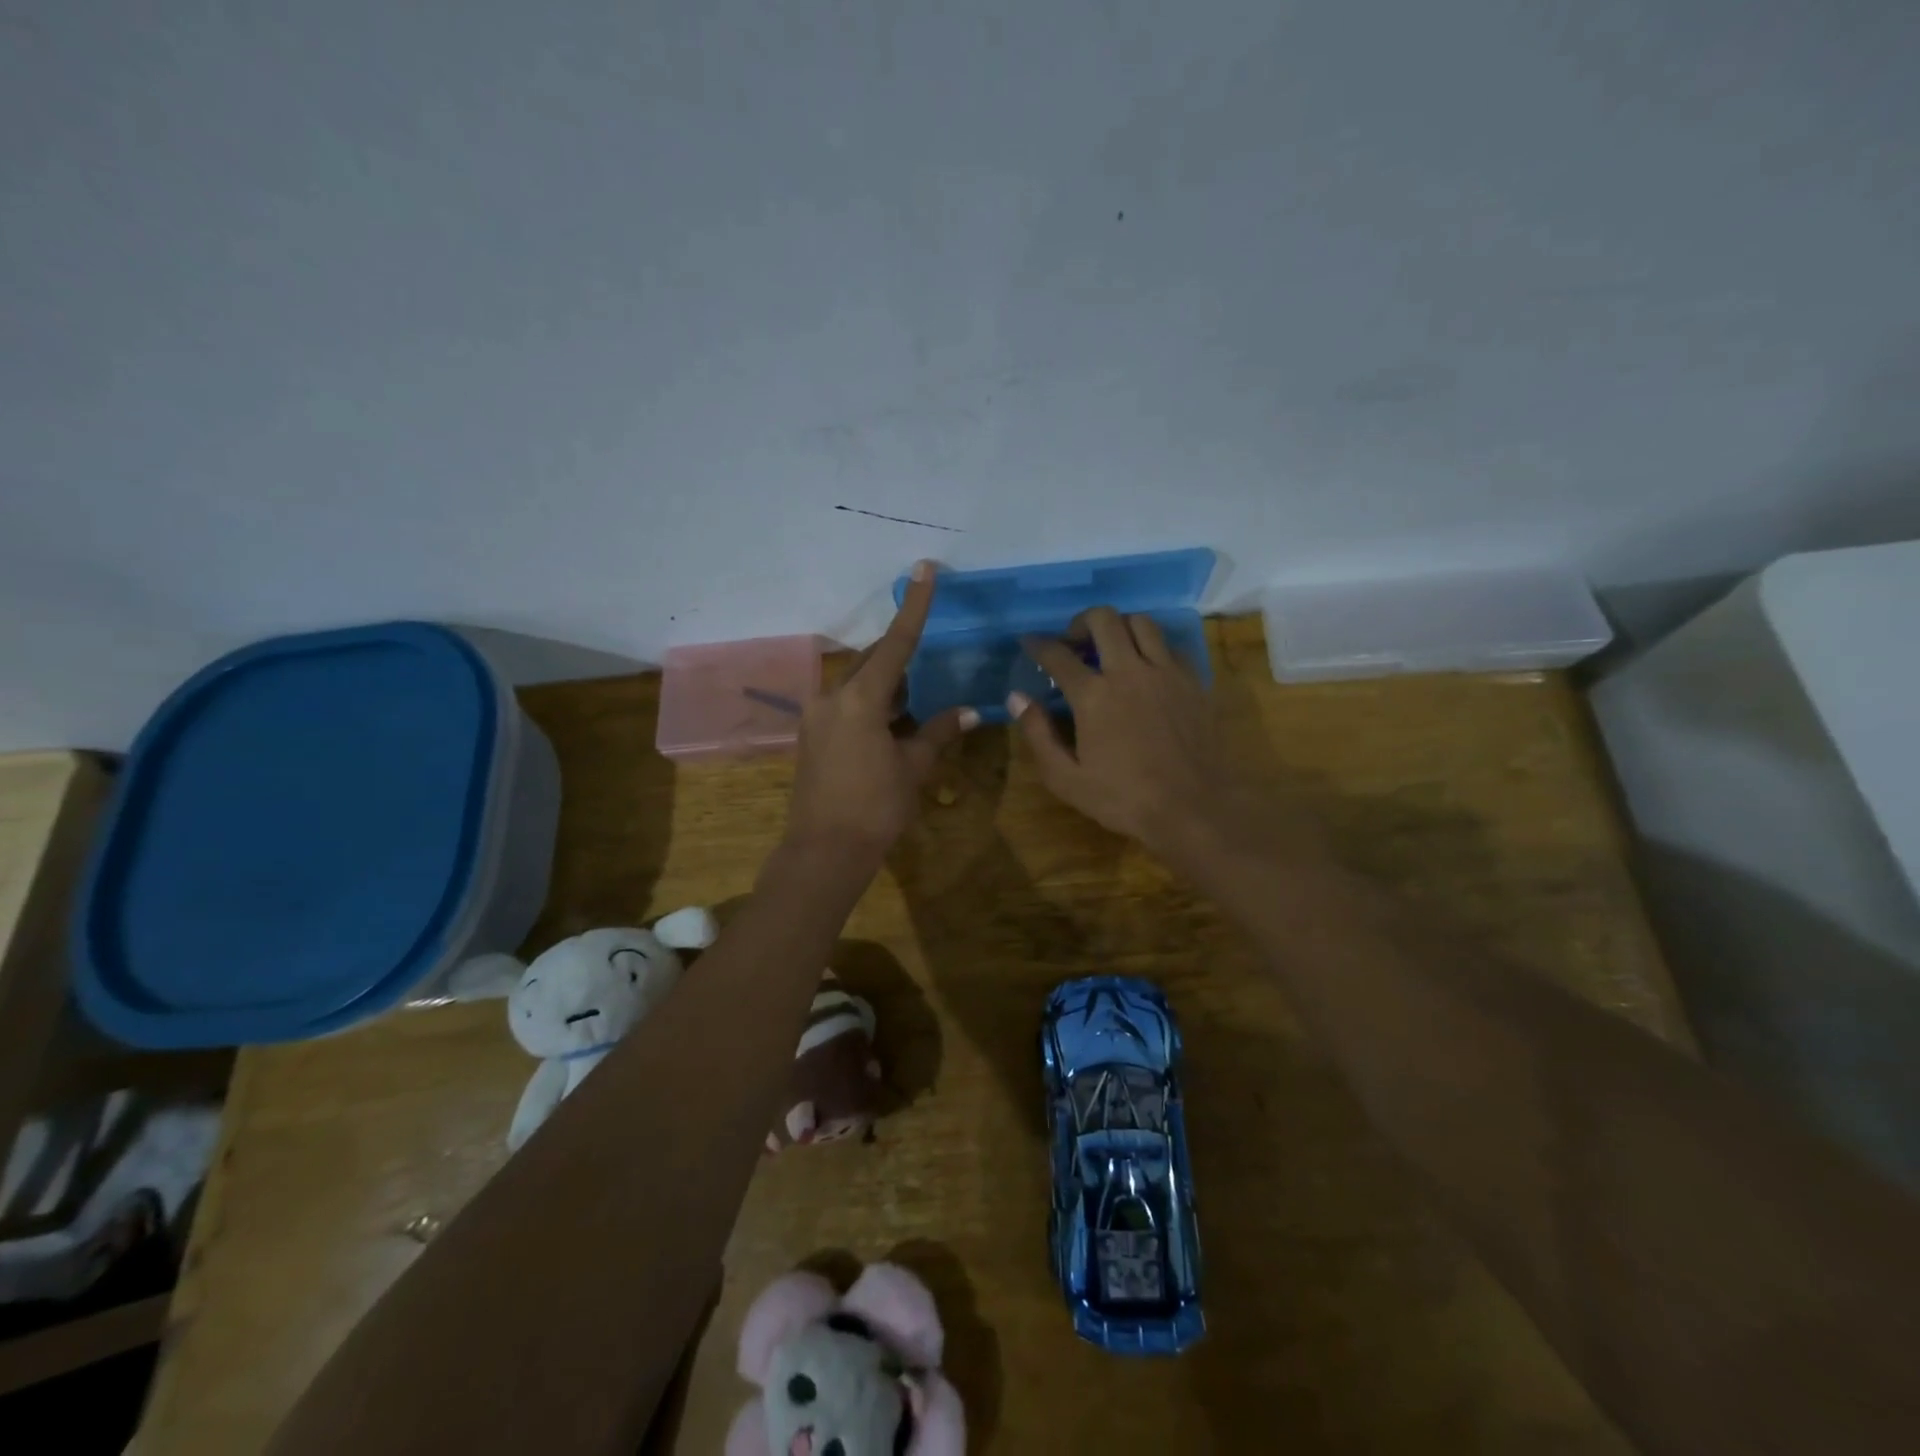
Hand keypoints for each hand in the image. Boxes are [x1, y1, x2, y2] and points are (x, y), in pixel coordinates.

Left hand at [785, 561, 976, 864]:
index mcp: (860, 698)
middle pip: (874, 661)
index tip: (923, 569)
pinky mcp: (813, 735)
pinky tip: (894, 720)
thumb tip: (968, 712)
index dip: (914, 605)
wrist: (825, 850)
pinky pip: (847, 704)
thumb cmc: (875, 806)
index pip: (896, 643)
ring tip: (917, 695)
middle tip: (929, 654)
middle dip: (902, 655)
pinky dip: (873, 704)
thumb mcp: (913, 767)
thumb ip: (938, 732)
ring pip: (859, 683)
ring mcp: (817, 715)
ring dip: (889, 684)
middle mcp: (832, 697)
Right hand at [1010, 608, 1266, 870]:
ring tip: (1111, 647)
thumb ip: (1038, 734)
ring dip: (1119, 627)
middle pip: (1103, 619)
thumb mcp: (1066, 778)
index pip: (1058, 655)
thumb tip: (1018, 697)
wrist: (1193, 808)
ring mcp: (1166, 672)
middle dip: (1081, 622)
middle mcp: (1129, 671)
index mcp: (1094, 695)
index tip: (1029, 642)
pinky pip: (1170, 646)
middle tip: (1074, 642)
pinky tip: (1146, 668)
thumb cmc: (1123, 798)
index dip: (1038, 644)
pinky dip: (1152, 647)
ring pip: (1141, 622)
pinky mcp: (1193, 681)